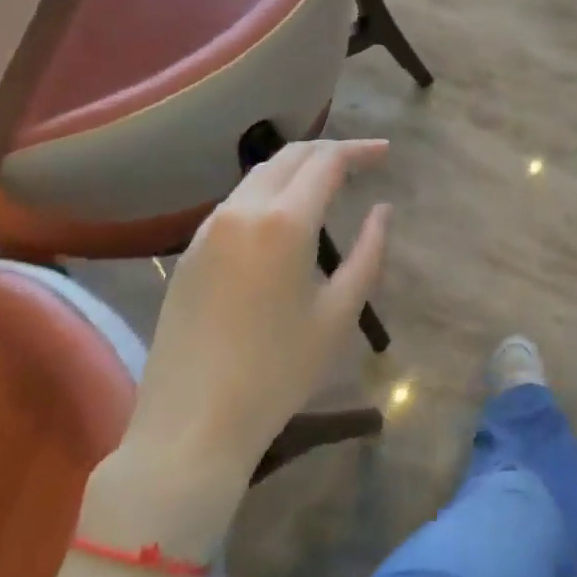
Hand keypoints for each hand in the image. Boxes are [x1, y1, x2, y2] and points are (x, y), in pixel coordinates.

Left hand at [121, 139, 390, 475]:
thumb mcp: (338, 314)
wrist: (190, 426)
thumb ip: (368, 253)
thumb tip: (382, 210)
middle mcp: (242, 211)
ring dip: (297, 168)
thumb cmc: (277, 373)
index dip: (360, 150)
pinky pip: (236, 202)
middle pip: (289, 156)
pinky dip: (270, 192)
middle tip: (363, 161)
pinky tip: (285, 217)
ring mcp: (208, 230)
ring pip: (259, 176)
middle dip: (330, 150)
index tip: (387, 153)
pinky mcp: (190, 252)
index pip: (327, 162)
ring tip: (328, 183)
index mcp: (284, 222)